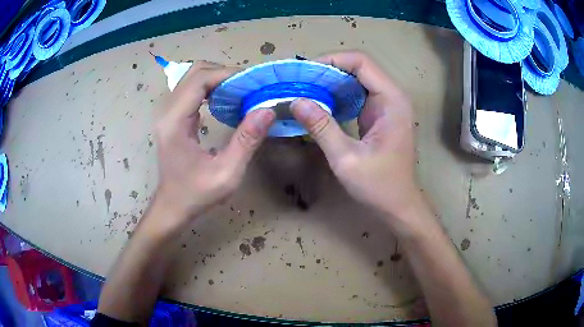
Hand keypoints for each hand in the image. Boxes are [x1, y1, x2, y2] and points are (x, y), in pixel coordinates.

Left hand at [153, 61, 274, 228]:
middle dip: (225, 73)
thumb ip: (246, 140)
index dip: (228, 74)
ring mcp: (168, 112)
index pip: (200, 79)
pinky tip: (227, 100)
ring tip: (242, 91)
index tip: (253, 82)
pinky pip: (192, 90)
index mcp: (175, 122)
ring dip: (219, 78)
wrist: (172, 206)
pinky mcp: (173, 116)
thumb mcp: (227, 173)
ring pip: (193, 78)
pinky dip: (212, 88)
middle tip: (249, 86)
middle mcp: (167, 111)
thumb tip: (267, 110)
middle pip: (195, 72)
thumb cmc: (196, 194)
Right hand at [290, 52, 420, 219]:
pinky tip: (319, 102)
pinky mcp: (380, 115)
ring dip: (331, 81)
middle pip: (359, 67)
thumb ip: (322, 127)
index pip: (361, 62)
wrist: (398, 205)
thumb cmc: (379, 186)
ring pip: (357, 79)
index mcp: (392, 100)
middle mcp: (392, 97)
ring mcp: (387, 105)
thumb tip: (296, 101)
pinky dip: (337, 94)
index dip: (332, 60)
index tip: (306, 72)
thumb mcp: (346, 158)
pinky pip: (357, 94)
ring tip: (305, 89)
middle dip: (328, 70)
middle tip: (300, 81)